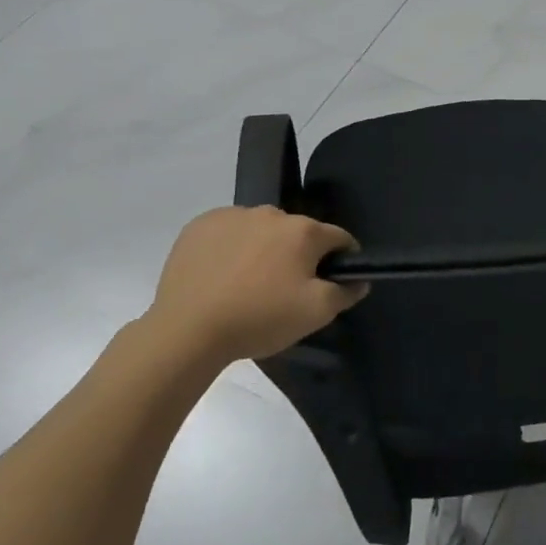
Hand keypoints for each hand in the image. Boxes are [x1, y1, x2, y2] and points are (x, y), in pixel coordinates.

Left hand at [148, 206, 367, 362]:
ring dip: (265, 248)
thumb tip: (359, 280)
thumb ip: (346, 292)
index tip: (333, 282)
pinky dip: (232, 247)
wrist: (186, 331)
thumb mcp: (316, 314)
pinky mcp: (200, 225)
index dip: (342, 259)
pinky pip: (229, 231)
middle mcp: (272, 213)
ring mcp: (233, 215)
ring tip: (249, 284)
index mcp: (304, 231)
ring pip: (263, 229)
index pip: (339, 237)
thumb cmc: (259, 319)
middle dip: (299, 255)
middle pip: (299, 233)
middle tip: (286, 289)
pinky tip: (222, 275)